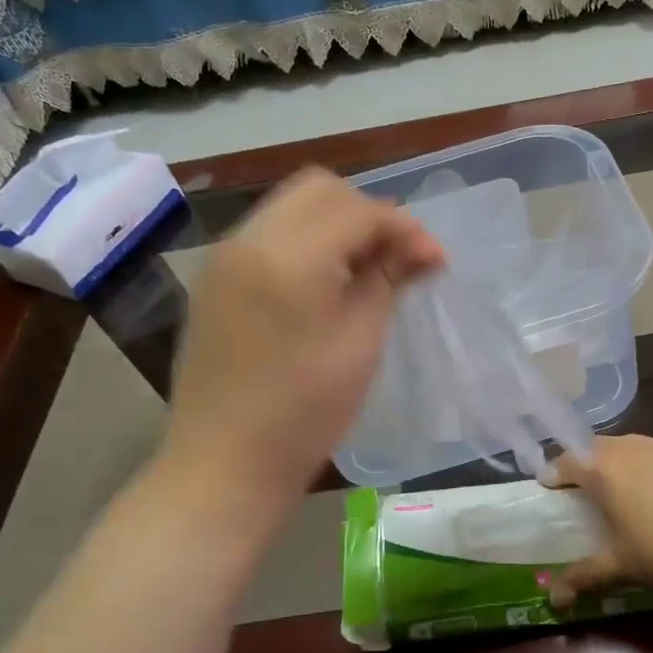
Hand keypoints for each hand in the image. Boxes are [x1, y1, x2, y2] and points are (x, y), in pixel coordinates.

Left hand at [161, 168, 443, 513]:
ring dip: (337, 224)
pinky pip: (269, 235)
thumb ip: (386, 280)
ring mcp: (224, 258)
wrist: (225, 463)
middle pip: (320, 189)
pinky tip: (327, 282)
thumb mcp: (361, 342)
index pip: (357, 209)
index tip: (436, 260)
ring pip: (291, 207)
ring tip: (367, 269)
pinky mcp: (215, 280)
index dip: (404, 228)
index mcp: (289, 256)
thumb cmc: (306, 411)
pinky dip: (306, 241)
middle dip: (368, 213)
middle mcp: (248, 240)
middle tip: (399, 257)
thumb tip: (418, 249)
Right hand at [545, 436, 652, 604]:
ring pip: (637, 448)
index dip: (555, 472)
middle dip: (588, 464)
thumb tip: (554, 599)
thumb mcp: (625, 569)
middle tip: (585, 489)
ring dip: (624, 463)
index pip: (569, 460)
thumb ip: (586, 577)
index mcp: (608, 470)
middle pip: (601, 447)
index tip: (548, 486)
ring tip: (628, 492)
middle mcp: (637, 448)